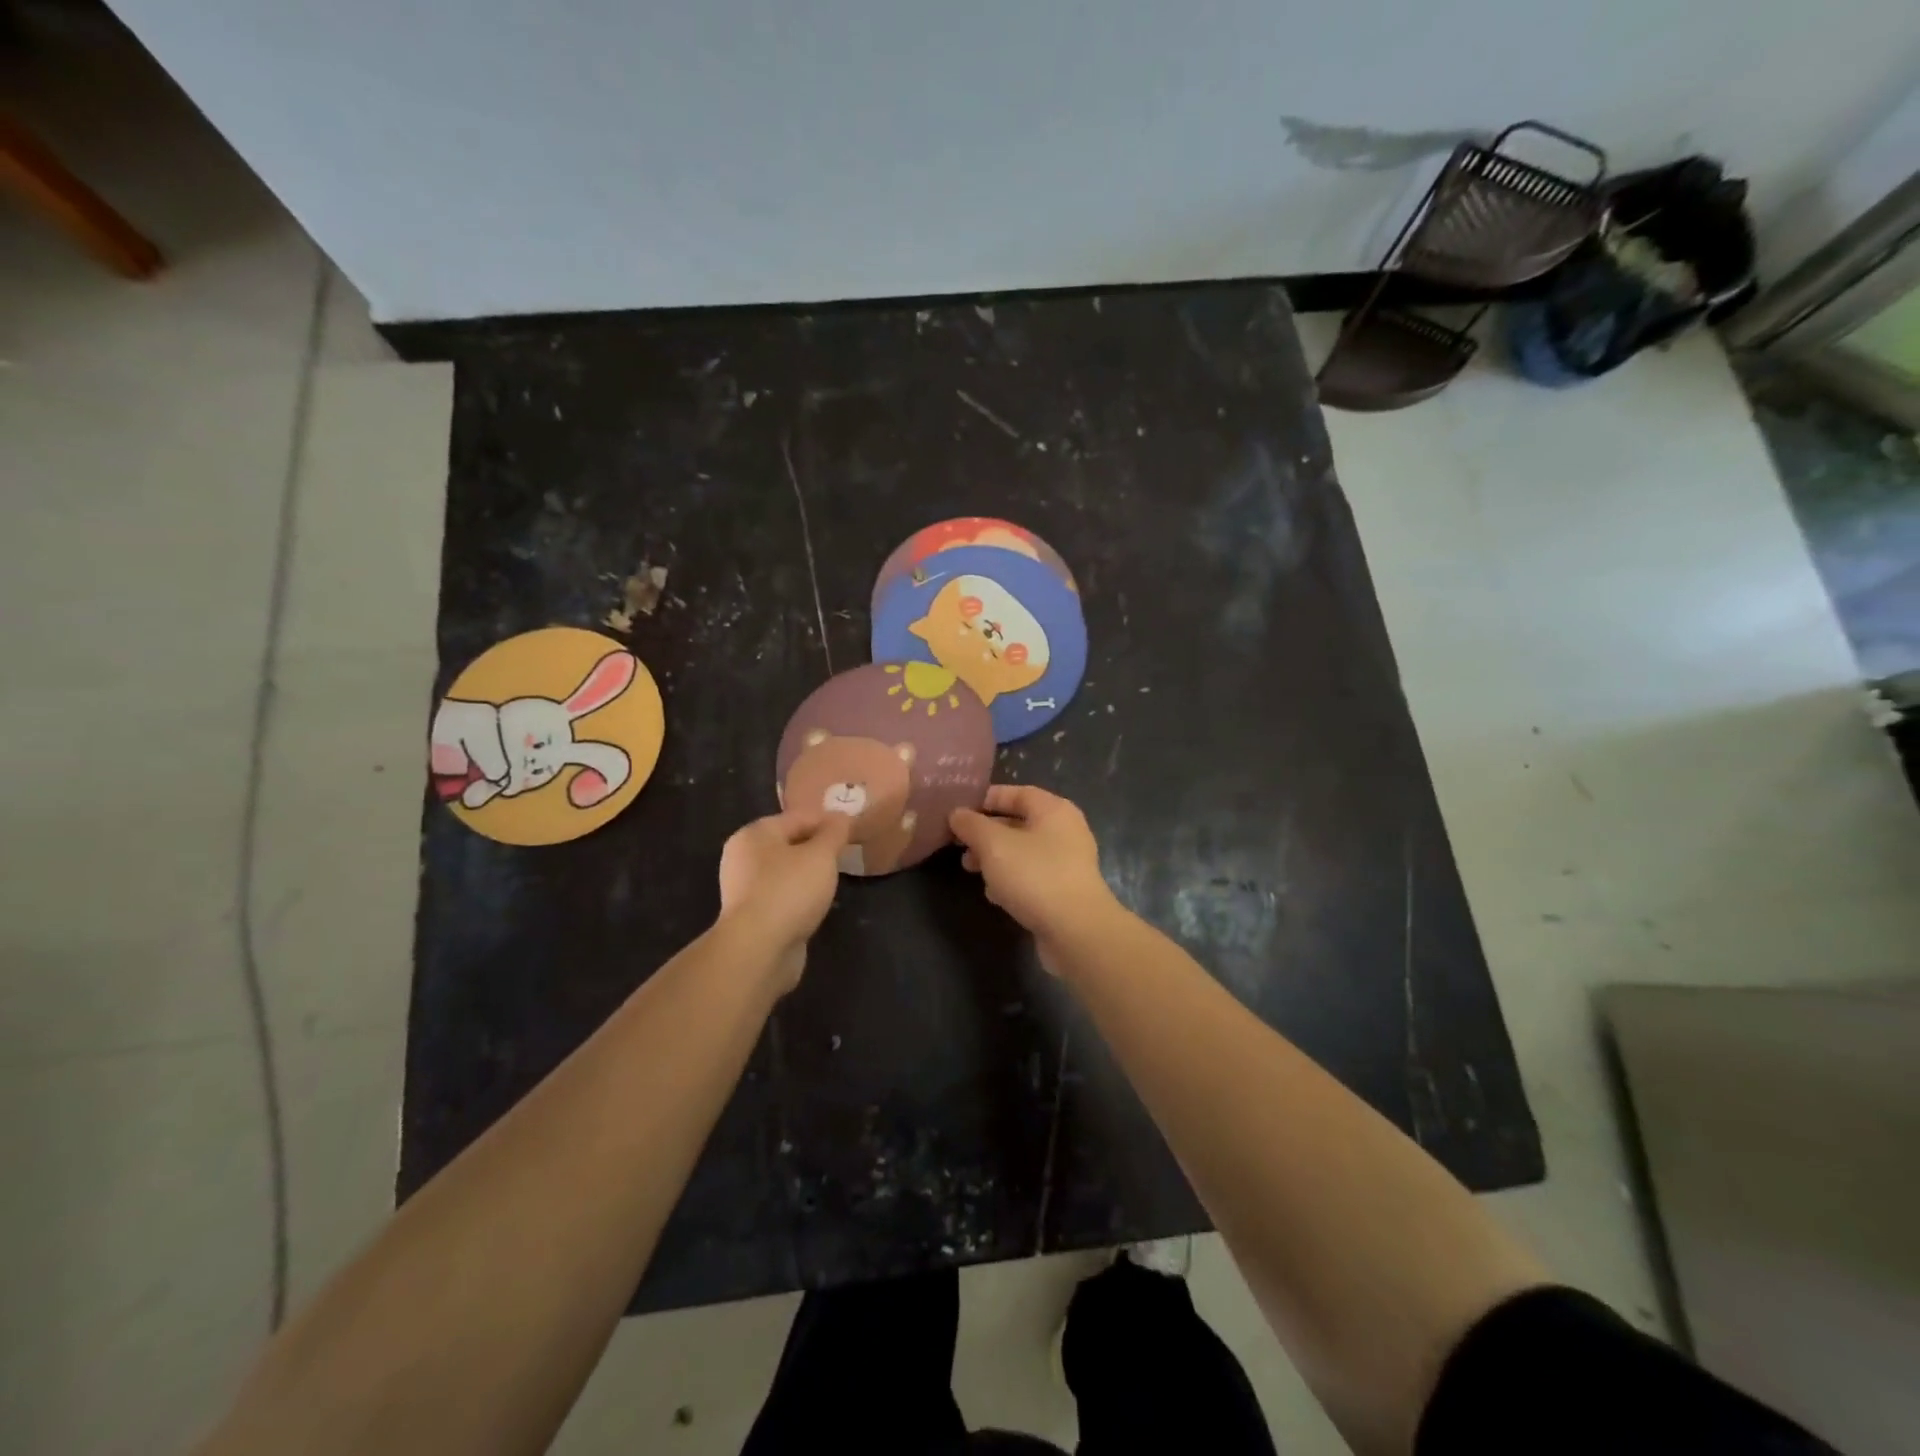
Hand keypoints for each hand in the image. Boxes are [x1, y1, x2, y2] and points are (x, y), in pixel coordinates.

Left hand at [717, 810, 851, 992]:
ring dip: (809, 873)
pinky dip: (799, 896)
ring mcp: (745, 889)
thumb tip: (841, 816)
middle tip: (846, 854)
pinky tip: (816, 904)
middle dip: (818, 847)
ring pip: (785, 871)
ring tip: (834, 879)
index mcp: (755, 834)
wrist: (759, 950)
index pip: (798, 817)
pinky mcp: (751, 916)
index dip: (828, 821)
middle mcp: (743, 857)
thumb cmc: (789, 891)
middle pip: (789, 843)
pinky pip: (782, 896)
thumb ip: (834, 832)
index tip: (853, 830)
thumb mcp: (821, 855)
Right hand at [949, 786, 1119, 971]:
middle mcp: (1065, 831)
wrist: (1076, 931)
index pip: (1017, 793)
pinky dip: (1012, 880)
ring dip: (995, 859)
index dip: (987, 799)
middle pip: (1019, 823)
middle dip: (986, 833)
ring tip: (970, 869)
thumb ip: (972, 825)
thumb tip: (957, 814)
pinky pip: (1032, 876)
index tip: (960, 811)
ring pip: (1023, 852)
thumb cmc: (1034, 876)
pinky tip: (995, 896)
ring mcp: (1068, 863)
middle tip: (959, 844)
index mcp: (1054, 810)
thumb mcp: (994, 844)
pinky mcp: (1065, 891)